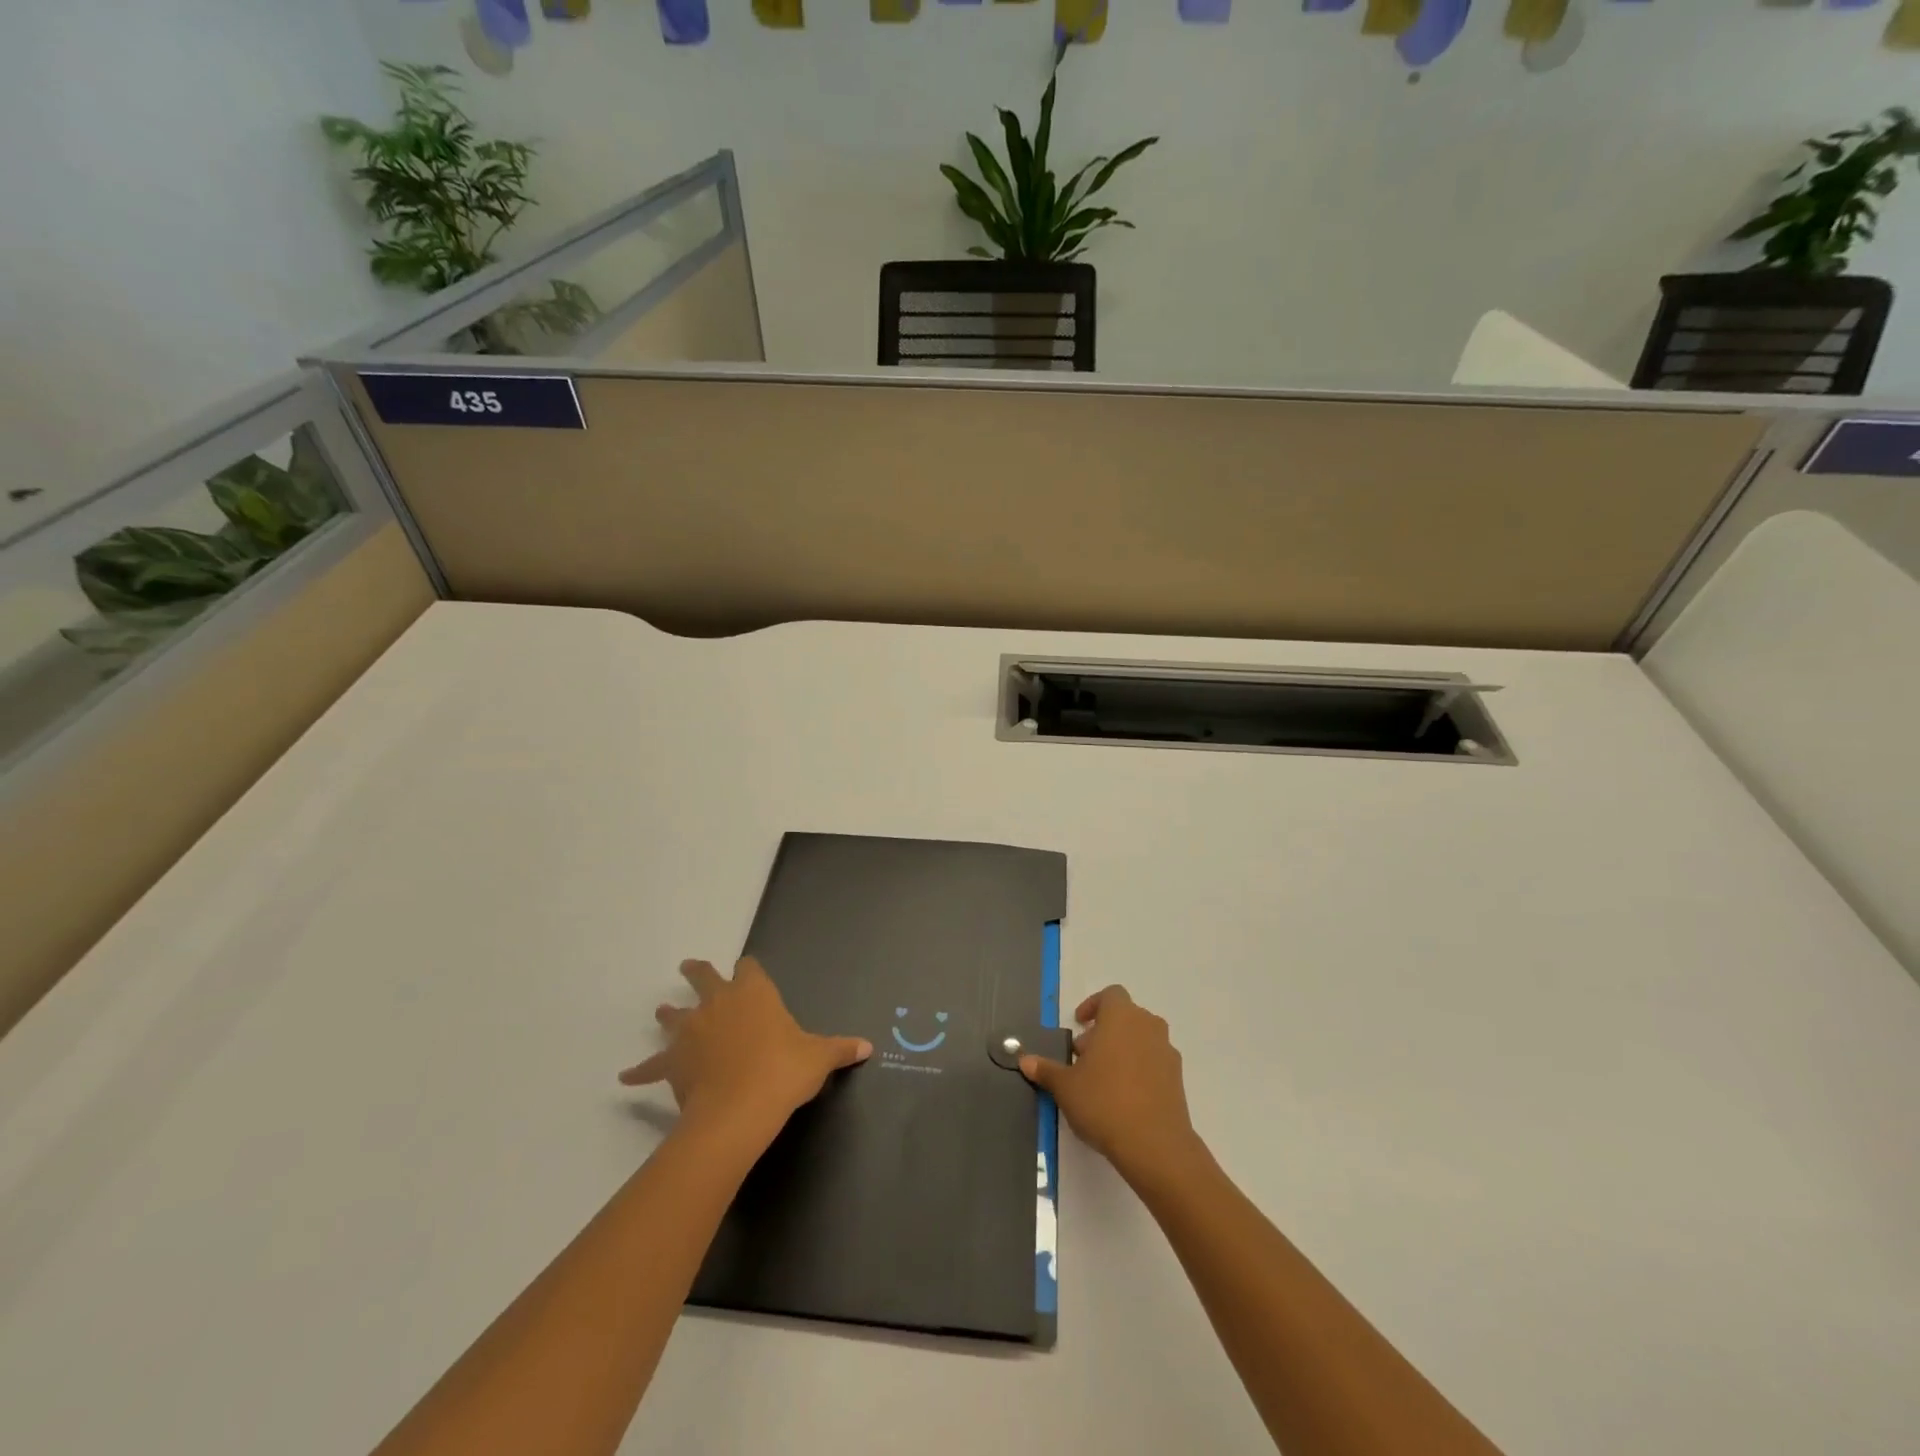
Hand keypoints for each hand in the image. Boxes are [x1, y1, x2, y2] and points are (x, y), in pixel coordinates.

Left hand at [619, 957, 871, 1135]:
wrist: (739, 1109)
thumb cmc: (783, 1072)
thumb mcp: (818, 1058)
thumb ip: (840, 1049)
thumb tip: (868, 1047)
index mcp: (754, 993)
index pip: (748, 968)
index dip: (747, 969)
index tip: (747, 971)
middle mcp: (719, 1003)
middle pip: (703, 978)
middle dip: (697, 972)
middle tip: (690, 967)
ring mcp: (692, 1030)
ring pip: (674, 1015)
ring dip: (669, 1014)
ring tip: (662, 1012)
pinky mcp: (673, 1062)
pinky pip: (651, 1066)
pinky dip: (640, 1071)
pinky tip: (625, 1077)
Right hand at [1020, 985, 1202, 1187]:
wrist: (1155, 1145)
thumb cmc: (1104, 1102)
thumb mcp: (1065, 1086)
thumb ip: (1046, 1069)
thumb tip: (1025, 1060)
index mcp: (1121, 1017)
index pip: (1110, 995)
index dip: (1093, 1006)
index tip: (1079, 1025)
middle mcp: (1148, 1026)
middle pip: (1125, 1017)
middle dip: (1104, 1032)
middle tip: (1084, 1058)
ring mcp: (1167, 1052)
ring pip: (1141, 1039)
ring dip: (1122, 1050)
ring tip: (1102, 1079)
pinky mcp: (1178, 1079)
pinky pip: (1154, 1063)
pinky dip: (1139, 1070)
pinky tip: (1123, 1098)